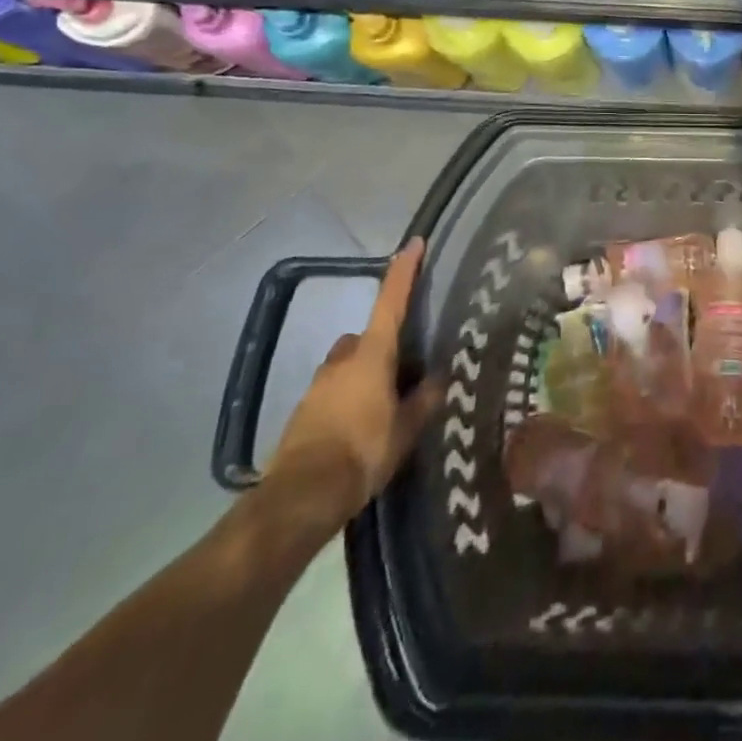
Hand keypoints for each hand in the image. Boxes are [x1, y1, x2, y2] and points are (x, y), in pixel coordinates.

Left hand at [268, 238, 442, 531]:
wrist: (300, 497)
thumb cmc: (363, 452)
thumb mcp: (406, 428)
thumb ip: (425, 399)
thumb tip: (441, 378)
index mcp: (372, 354)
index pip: (391, 300)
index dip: (404, 271)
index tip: (413, 243)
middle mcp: (343, 359)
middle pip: (367, 337)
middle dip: (383, 345)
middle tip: (406, 370)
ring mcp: (319, 384)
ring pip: (348, 364)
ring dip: (365, 374)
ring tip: (385, 405)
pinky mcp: (304, 411)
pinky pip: (334, 391)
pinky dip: (348, 399)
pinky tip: (360, 428)